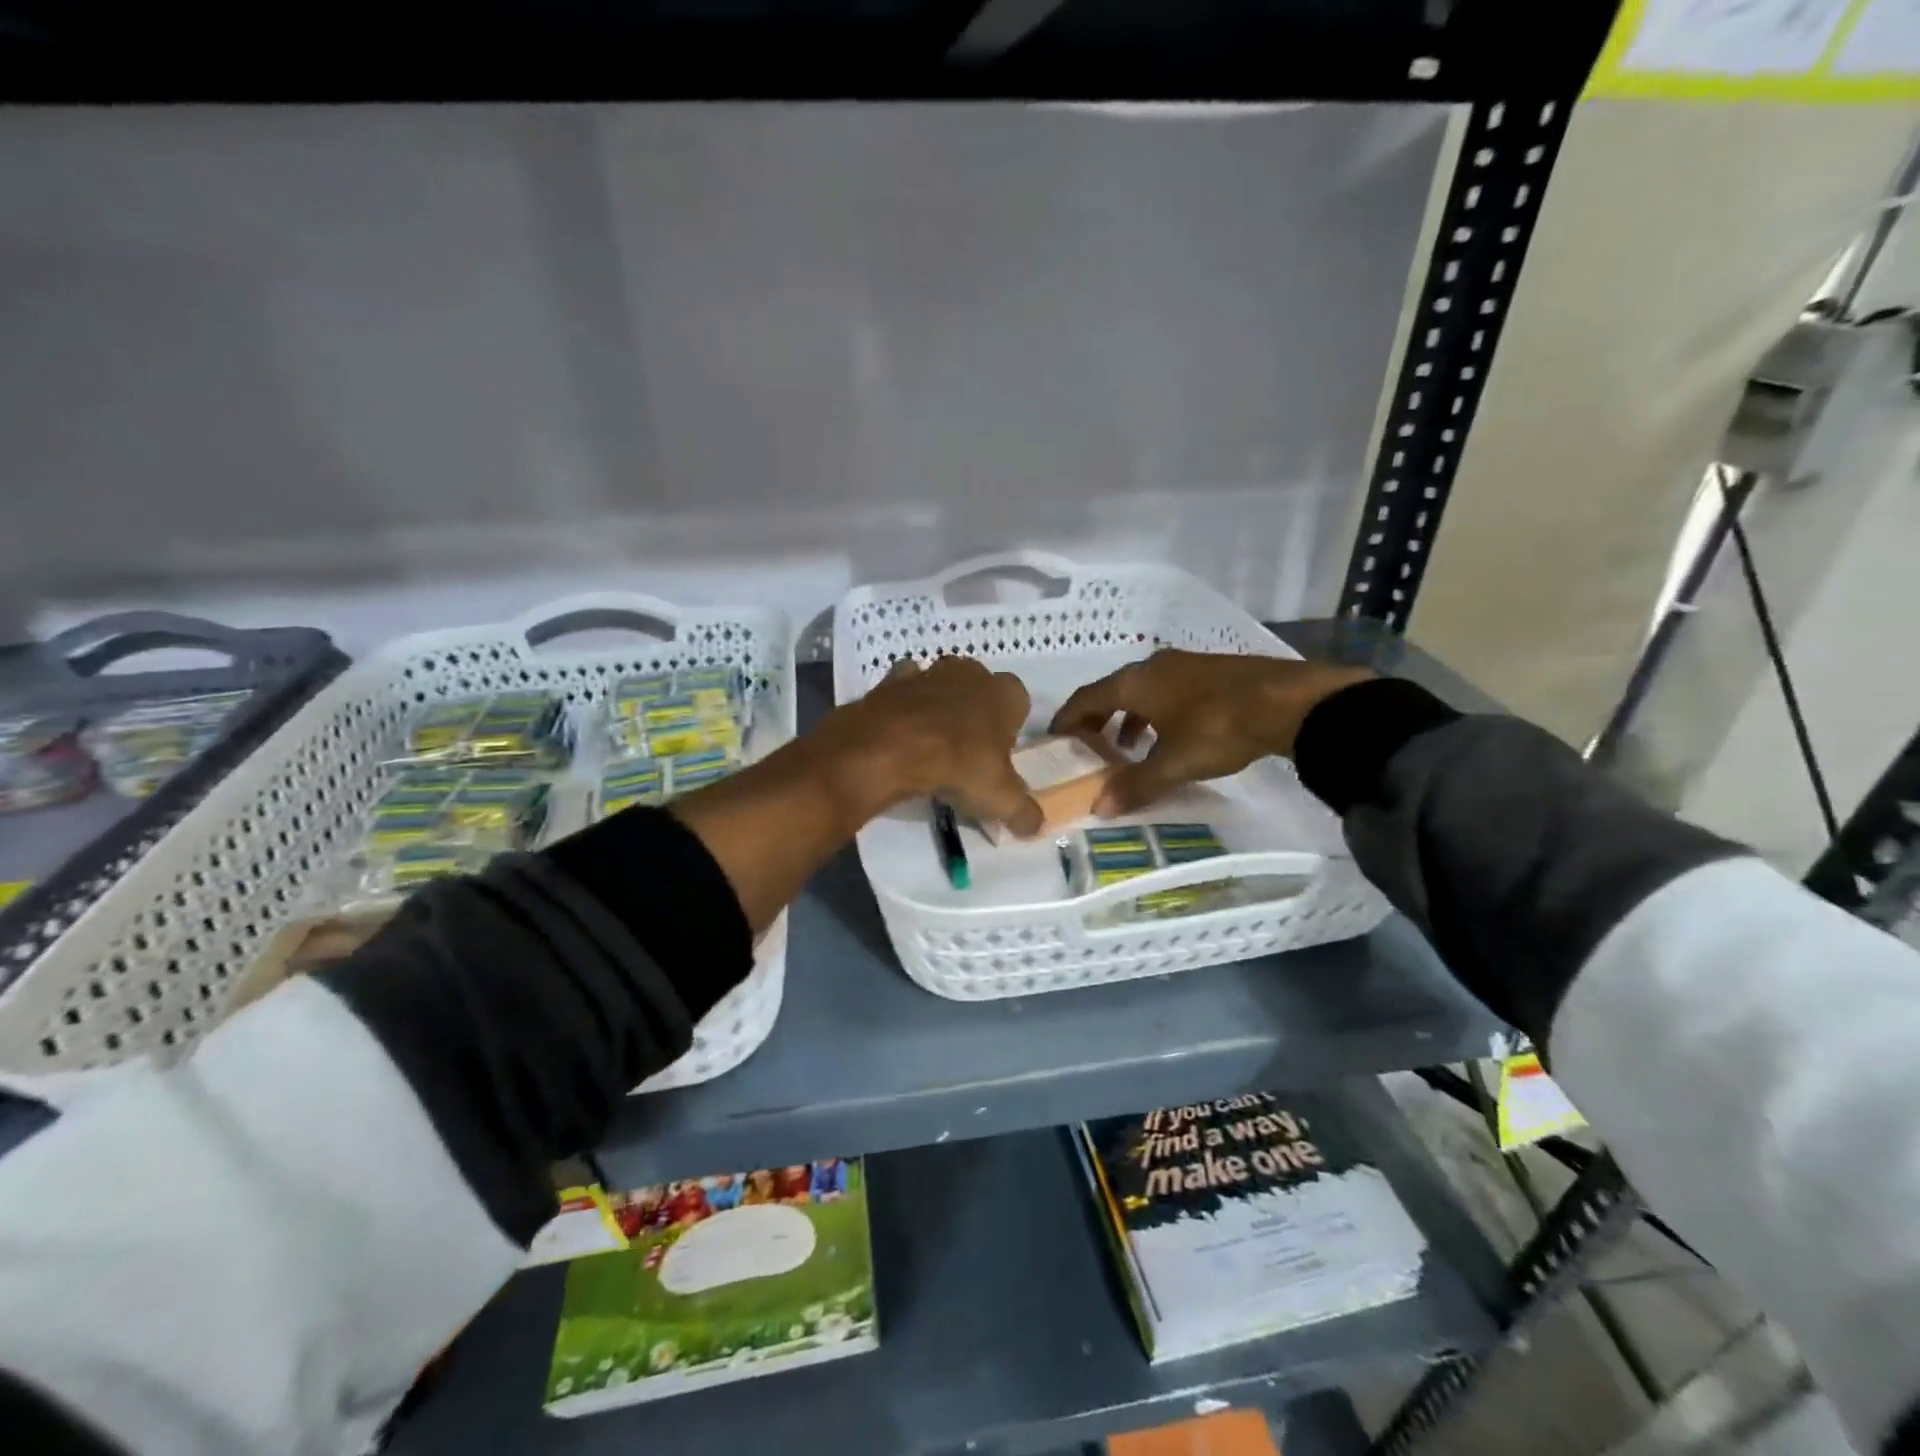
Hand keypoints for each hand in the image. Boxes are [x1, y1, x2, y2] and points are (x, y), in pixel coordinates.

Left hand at [816, 656, 1043, 837]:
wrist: (892, 747)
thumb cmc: (959, 765)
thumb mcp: (1000, 799)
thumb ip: (1024, 812)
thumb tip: (1036, 827)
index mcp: (1006, 693)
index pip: (1019, 704)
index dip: (1010, 730)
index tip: (999, 757)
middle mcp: (972, 673)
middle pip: (981, 691)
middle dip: (977, 714)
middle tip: (967, 752)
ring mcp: (931, 672)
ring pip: (944, 686)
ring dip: (942, 707)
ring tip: (933, 744)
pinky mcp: (894, 680)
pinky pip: (906, 688)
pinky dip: (906, 703)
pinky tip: (903, 730)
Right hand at [1050, 649, 1373, 815]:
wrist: (1288, 701)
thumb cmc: (1218, 728)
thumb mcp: (1174, 763)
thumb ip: (1135, 784)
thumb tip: (1100, 807)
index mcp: (1135, 682)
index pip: (1087, 697)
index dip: (1068, 717)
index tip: (1056, 737)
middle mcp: (1153, 666)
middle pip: (1112, 690)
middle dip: (1097, 718)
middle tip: (1090, 746)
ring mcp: (1184, 665)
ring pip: (1142, 690)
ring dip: (1128, 716)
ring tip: (1128, 746)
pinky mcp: (1210, 671)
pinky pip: (1167, 690)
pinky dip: (1155, 711)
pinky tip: (1170, 733)